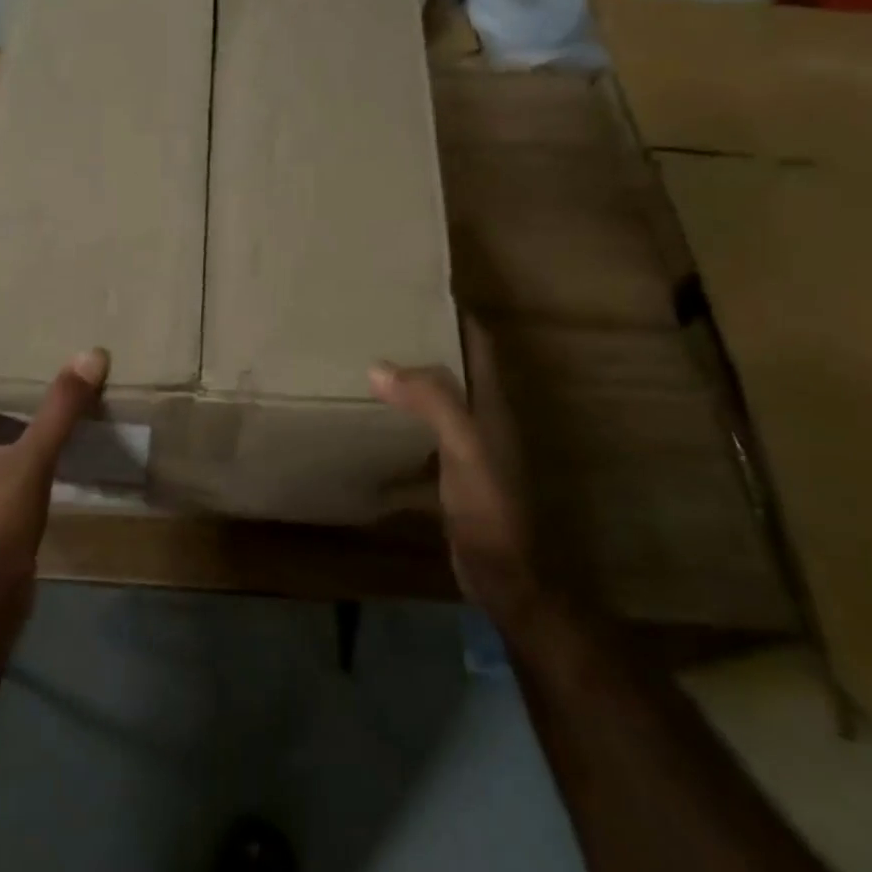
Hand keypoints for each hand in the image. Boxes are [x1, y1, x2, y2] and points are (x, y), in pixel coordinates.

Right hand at [369, 322, 542, 624]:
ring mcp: (467, 452)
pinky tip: (364, 441)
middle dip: (422, 345)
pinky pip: (419, 447)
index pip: (478, 343)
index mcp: (491, 404)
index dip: (454, 313)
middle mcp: (482, 420)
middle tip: (376, 325)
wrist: (508, 581)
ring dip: (408, 389)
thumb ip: (431, 403)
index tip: (415, 291)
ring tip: (364, 370)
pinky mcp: (451, 482)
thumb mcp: (465, 449)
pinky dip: (396, 438)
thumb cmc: (492, 509)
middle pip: (454, 369)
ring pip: (435, 407)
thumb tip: (379, 365)